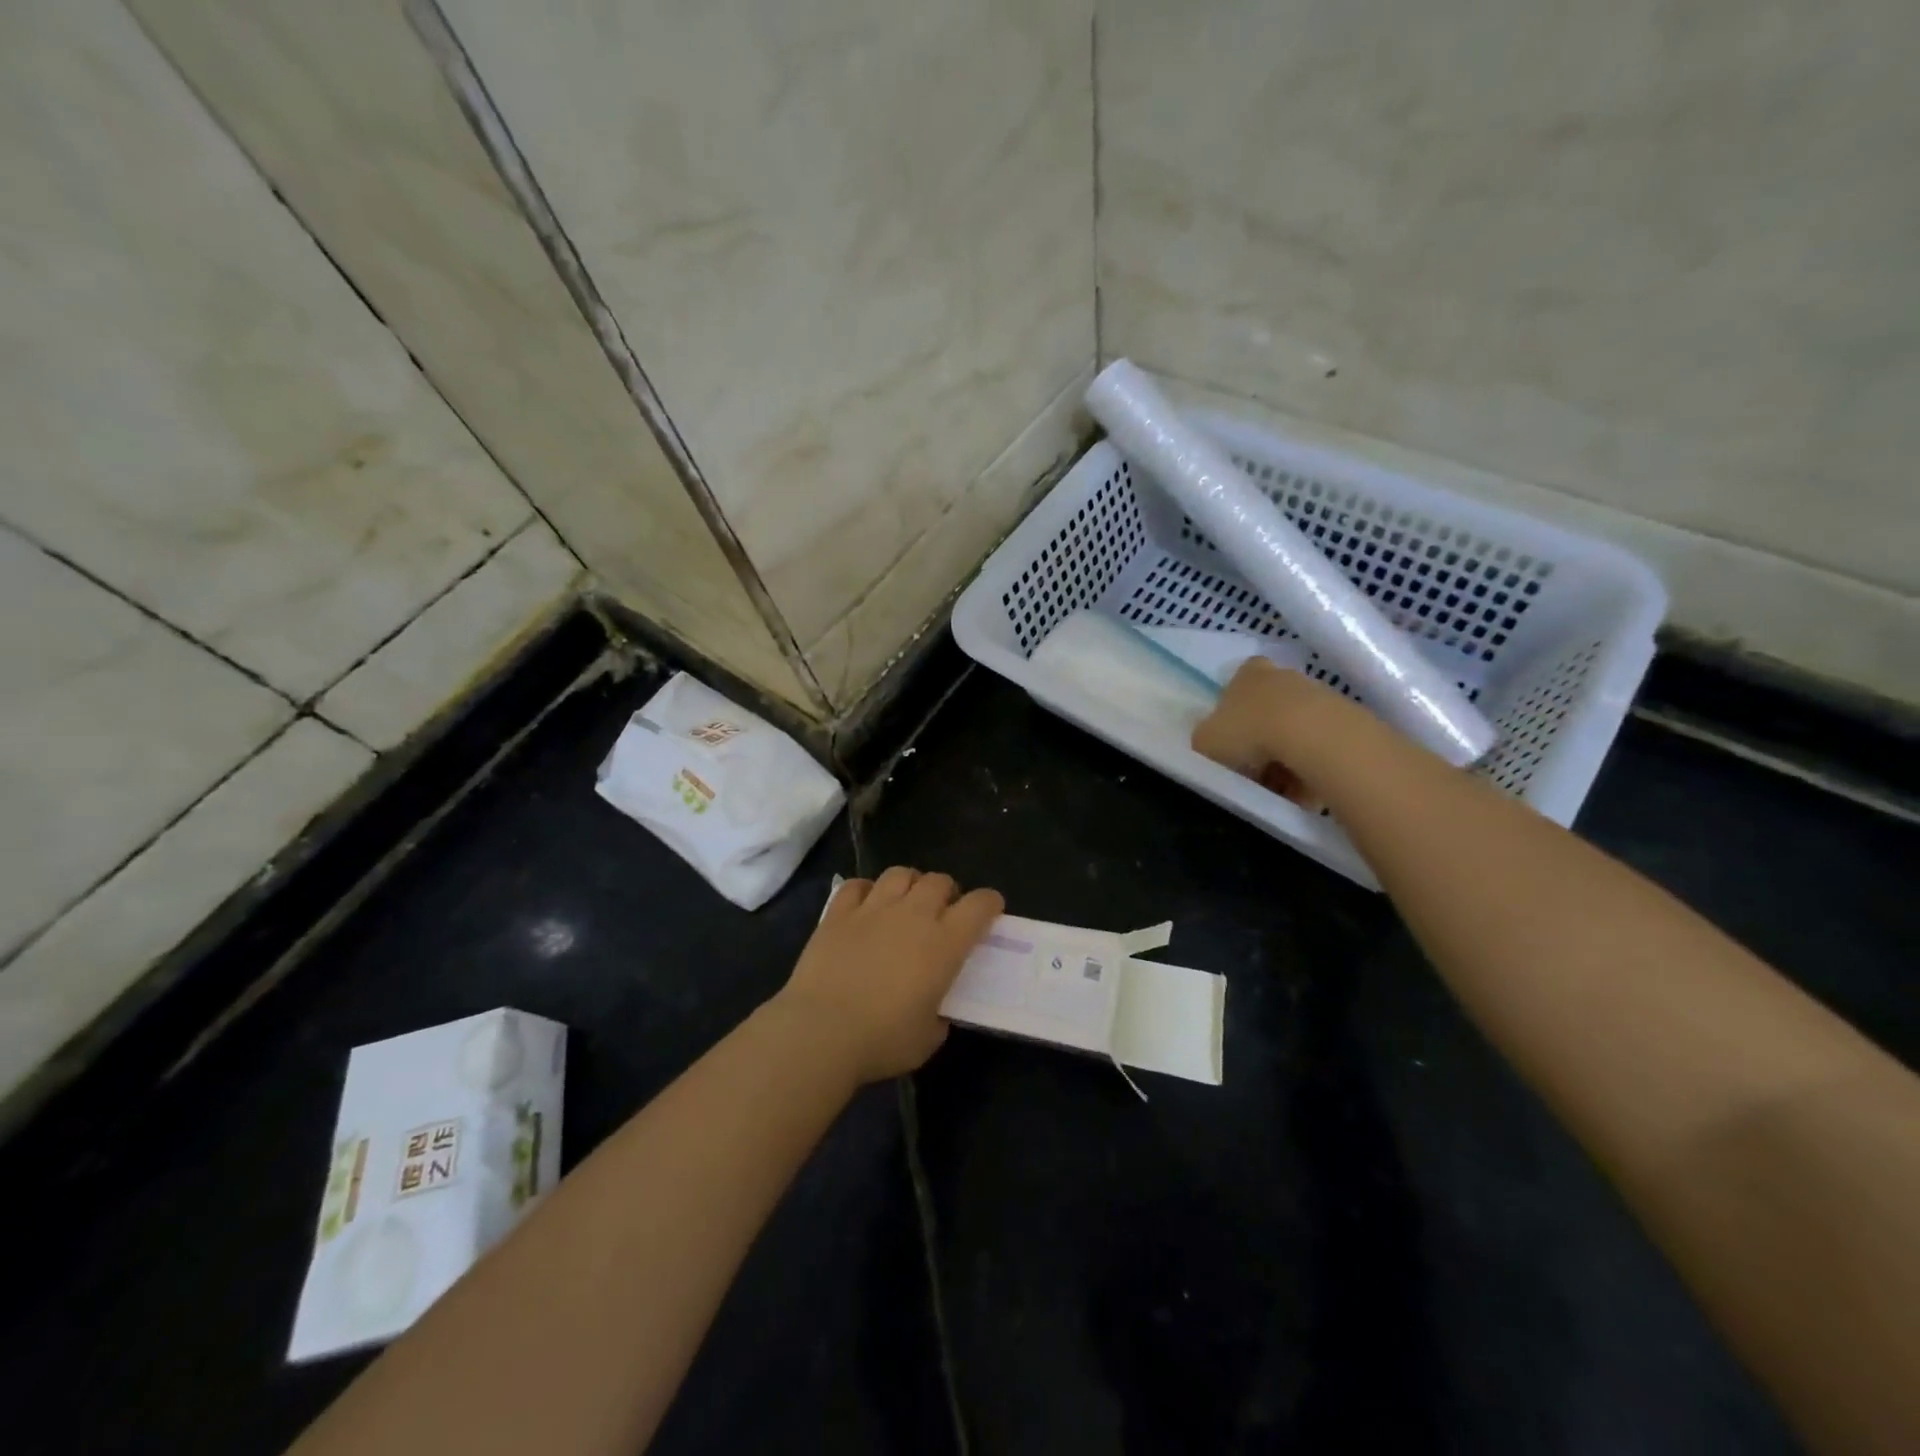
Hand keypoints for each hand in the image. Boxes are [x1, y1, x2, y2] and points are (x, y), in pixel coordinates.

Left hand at [768, 868, 1003, 1083]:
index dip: (989, 902)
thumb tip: (934, 1007)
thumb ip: (938, 1014)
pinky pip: (856, 885)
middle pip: (939, 881)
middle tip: (943, 912)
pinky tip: (865, 905)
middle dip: (947, 892)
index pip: (979, 905)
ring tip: (906, 902)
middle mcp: (913, 915)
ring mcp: (873, 909)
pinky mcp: (838, 913)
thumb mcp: (928, 1037)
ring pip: (900, 873)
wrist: (821, 1031)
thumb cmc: (882, 1040)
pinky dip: (866, 890)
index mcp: (944, 944)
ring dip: (910, 884)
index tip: (991, 910)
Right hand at [1191, 658, 1342, 802]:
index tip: (1232, 738)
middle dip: (1261, 739)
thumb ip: (1205, 739)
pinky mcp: (1347, 719)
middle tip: (1254, 770)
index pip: (1237, 683)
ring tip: (1281, 788)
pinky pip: (1321, 748)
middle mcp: (1284, 677)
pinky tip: (1305, 789)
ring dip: (1288, 758)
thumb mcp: (1205, 741)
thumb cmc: (1248, 732)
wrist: (1313, 737)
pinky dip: (1312, 768)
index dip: (1232, 711)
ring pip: (1296, 731)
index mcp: (1247, 674)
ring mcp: (1319, 695)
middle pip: (1269, 709)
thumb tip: (1212, 743)